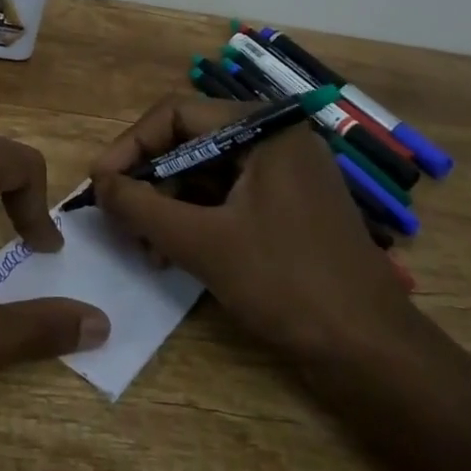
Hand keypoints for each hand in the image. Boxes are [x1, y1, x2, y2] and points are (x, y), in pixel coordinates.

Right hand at [88, 96, 414, 361]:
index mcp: (262, 128)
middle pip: (189, 142)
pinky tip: (171, 253)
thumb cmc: (288, 285)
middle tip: (118, 220)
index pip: (176, 114)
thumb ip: (142, 208)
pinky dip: (195, 220)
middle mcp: (273, 139)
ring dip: (168, 206)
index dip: (131, 146)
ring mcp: (283, 174)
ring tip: (144, 248)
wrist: (374, 356)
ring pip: (205, 173)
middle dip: (150, 181)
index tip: (99, 183)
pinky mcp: (286, 207)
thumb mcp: (203, 243)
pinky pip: (226, 197)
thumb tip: (97, 183)